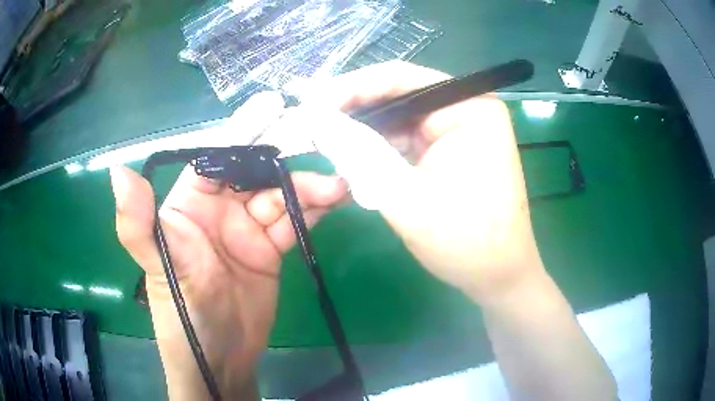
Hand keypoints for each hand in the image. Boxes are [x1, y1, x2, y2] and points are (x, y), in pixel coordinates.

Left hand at [110, 93, 347, 399]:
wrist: (219, 357)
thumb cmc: (181, 311)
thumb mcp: (158, 266)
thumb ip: (136, 222)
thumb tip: (117, 170)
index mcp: (189, 204)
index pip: (217, 158)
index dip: (244, 131)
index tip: (274, 105)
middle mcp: (219, 210)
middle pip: (257, 174)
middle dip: (288, 160)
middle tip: (323, 146)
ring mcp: (248, 231)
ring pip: (281, 197)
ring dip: (309, 189)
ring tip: (339, 185)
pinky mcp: (271, 251)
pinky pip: (295, 223)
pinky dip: (314, 211)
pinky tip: (335, 202)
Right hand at [281, 61, 542, 302]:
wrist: (496, 277)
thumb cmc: (465, 241)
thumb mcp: (406, 197)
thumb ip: (359, 154)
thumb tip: (316, 119)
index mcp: (469, 107)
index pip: (399, 79)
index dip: (349, 88)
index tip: (309, 103)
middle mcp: (466, 108)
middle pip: (398, 95)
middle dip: (353, 110)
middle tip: (310, 123)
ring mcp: (459, 129)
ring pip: (398, 119)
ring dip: (363, 131)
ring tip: (324, 140)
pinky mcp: (450, 149)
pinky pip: (406, 139)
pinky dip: (379, 148)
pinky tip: (353, 157)